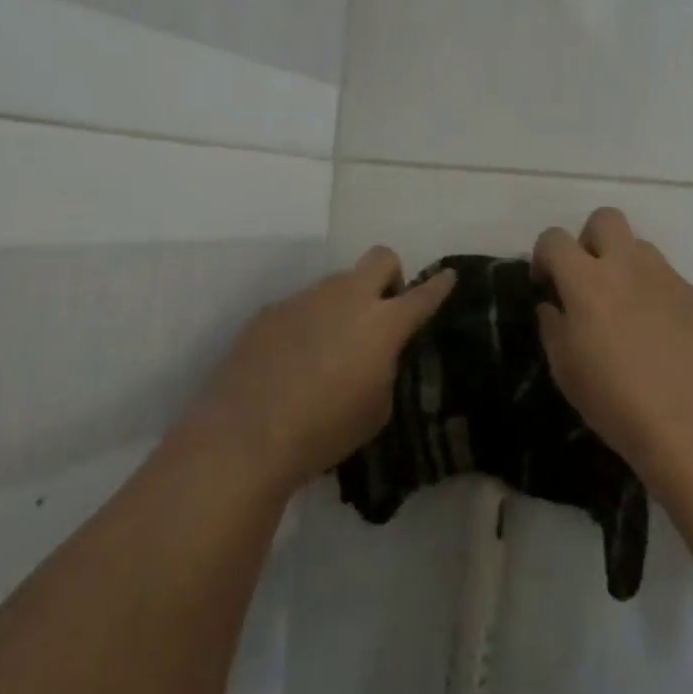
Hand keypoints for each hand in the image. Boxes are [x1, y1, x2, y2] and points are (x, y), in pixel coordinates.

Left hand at [202, 247, 454, 490]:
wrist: (245, 436)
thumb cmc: (324, 430)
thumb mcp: (376, 409)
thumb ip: (384, 368)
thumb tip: (374, 354)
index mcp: (382, 324)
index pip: (422, 295)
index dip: (439, 285)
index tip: (447, 276)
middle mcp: (346, 298)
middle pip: (380, 258)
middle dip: (390, 276)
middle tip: (382, 311)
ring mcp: (304, 299)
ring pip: (336, 284)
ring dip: (344, 305)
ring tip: (328, 348)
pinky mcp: (270, 311)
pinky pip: (301, 306)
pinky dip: (308, 324)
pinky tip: (293, 360)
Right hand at [533, 208, 692, 489]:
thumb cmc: (616, 401)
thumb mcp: (565, 369)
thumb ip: (553, 326)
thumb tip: (553, 305)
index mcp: (587, 280)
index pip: (554, 238)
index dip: (544, 255)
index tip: (546, 283)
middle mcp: (628, 266)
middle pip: (605, 219)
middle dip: (589, 240)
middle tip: (588, 280)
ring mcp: (669, 278)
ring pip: (641, 248)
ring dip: (626, 266)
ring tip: (626, 311)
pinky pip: (670, 281)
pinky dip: (657, 296)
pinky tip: (662, 337)